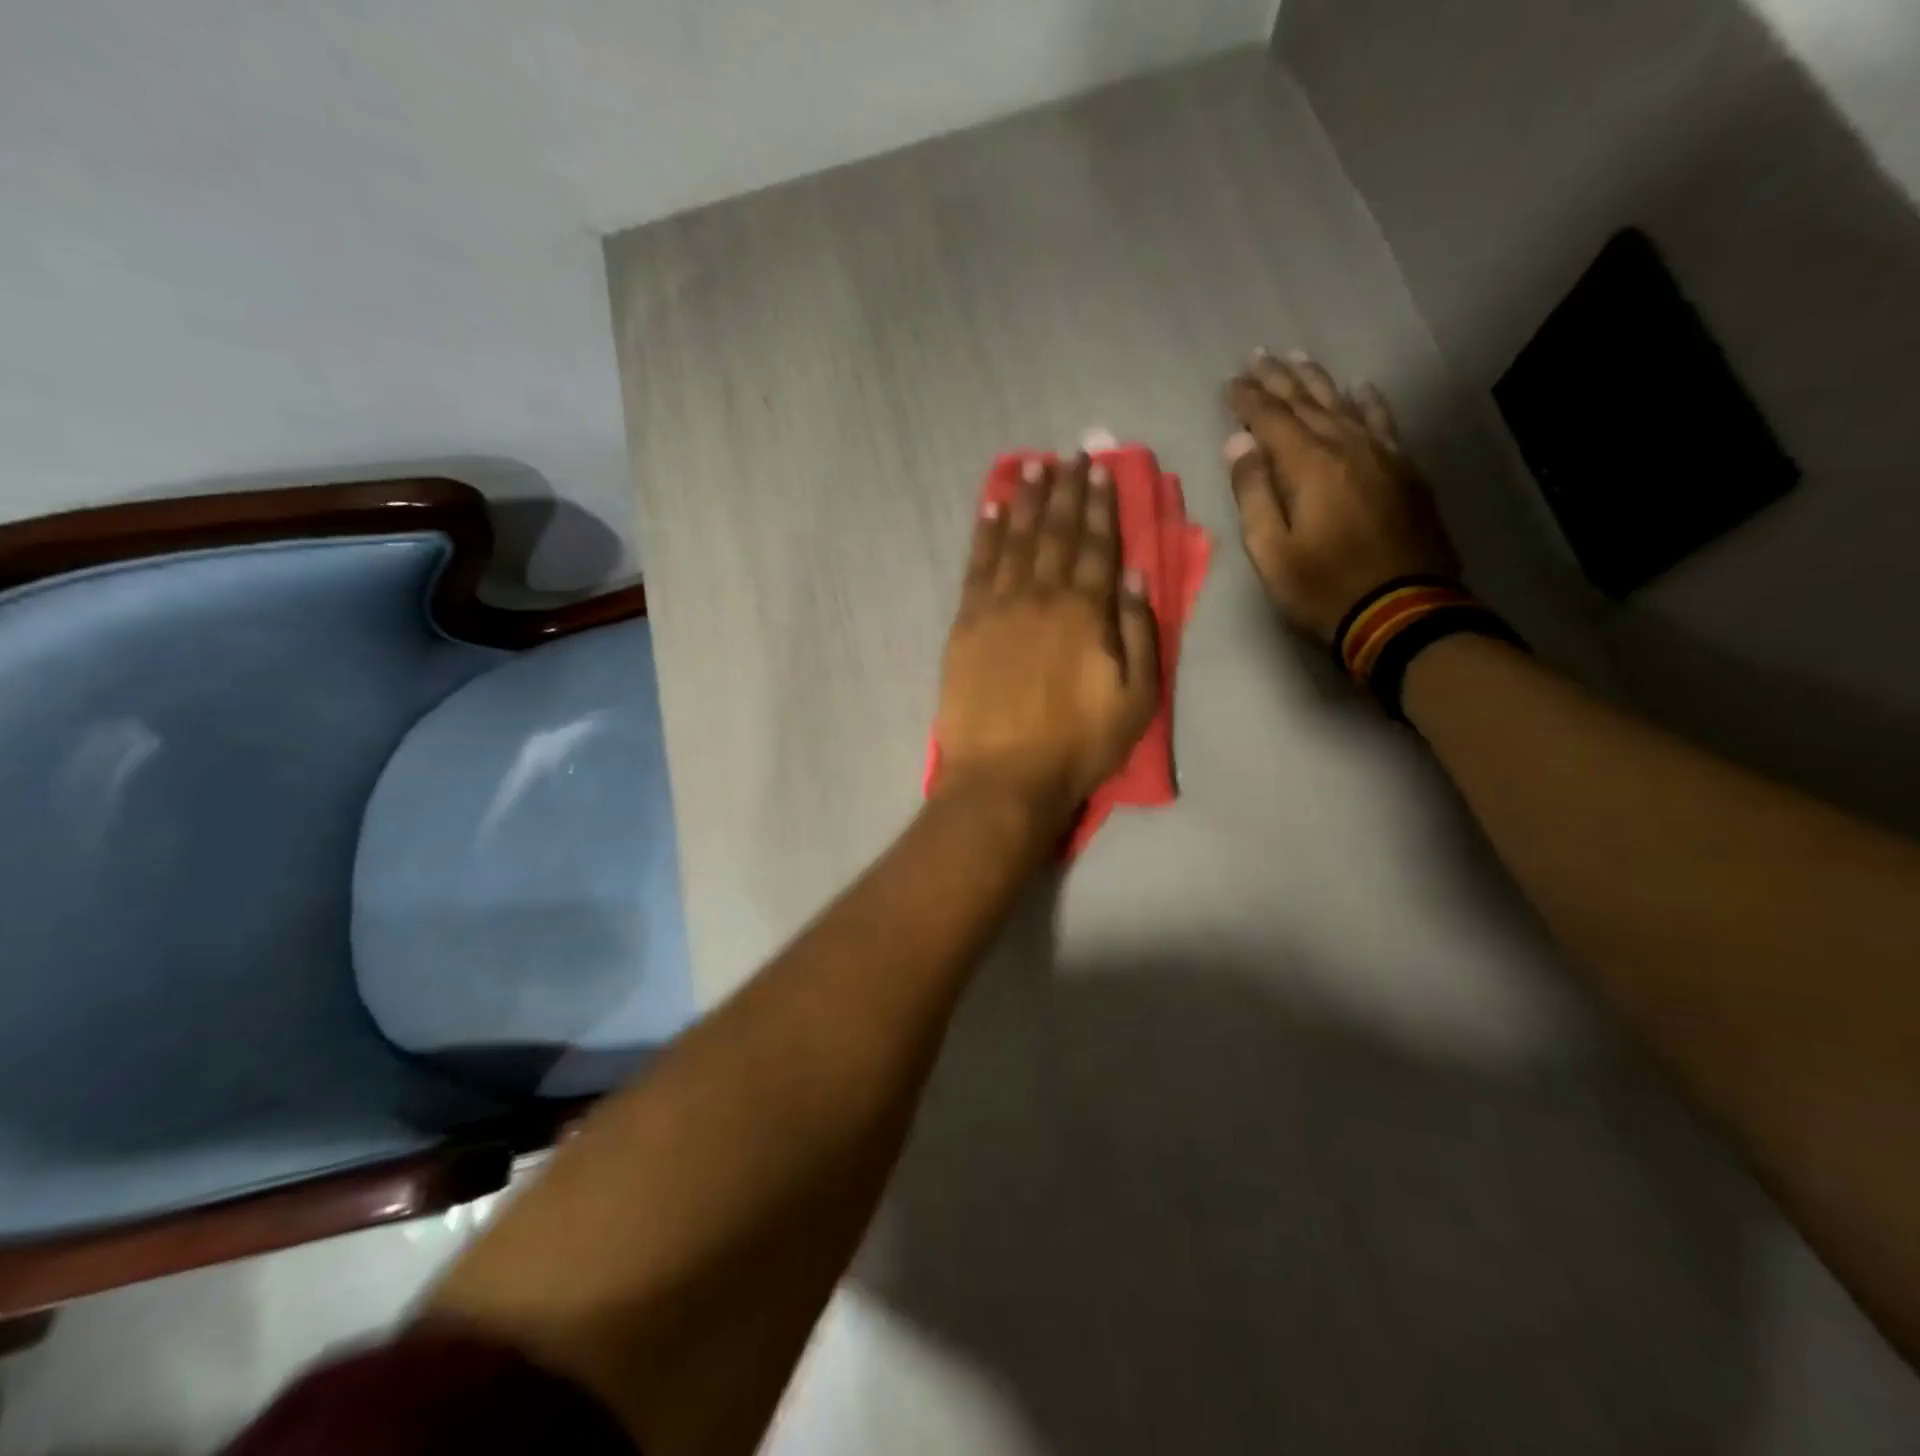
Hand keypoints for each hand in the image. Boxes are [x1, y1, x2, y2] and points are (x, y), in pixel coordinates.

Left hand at [935, 454, 1159, 827]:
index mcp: (1086, 612)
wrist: (1002, 777)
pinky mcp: (966, 624)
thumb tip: (1134, 573)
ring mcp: (999, 607)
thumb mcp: (1136, 699)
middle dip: (1067, 491)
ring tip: (1033, 466)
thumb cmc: (1077, 745)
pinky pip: (977, 566)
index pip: (1099, 545)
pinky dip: (986, 533)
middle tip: (1071, 455)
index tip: (1101, 470)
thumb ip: (1137, 631)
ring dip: (1027, 501)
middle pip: (1057, 533)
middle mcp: (1042, 596)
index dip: (1101, 505)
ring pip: (1016, 540)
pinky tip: (992, 508)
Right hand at [1223, 351, 1458, 641]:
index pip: (1272, 420)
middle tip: (1259, 356)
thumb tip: (1239, 445)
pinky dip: (1369, 402)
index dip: (1249, 400)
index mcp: (1311, 467)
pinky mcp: (1405, 472)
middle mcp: (1349, 448)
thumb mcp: (1271, 551)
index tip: (1231, 381)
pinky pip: (1384, 423)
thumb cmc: (1323, 587)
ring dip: (1319, 382)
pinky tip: (1362, 389)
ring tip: (1299, 360)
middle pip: (1310, 403)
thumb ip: (1254, 494)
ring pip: (1346, 405)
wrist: (1401, 610)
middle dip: (1280, 379)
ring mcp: (1383, 456)